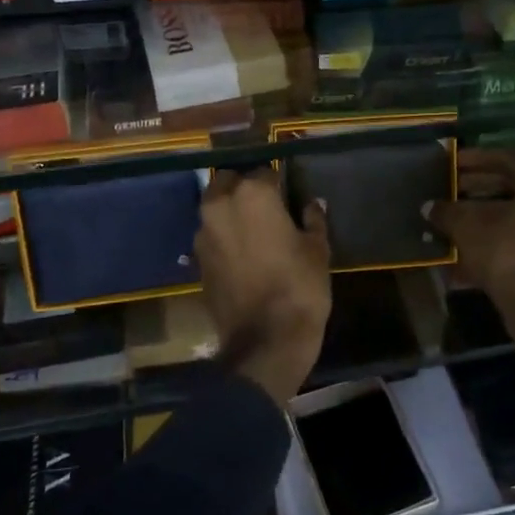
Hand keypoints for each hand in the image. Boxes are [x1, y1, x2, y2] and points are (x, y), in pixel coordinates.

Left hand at [195, 167, 331, 404]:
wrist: (265, 341)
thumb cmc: (299, 287)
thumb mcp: (317, 249)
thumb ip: (313, 220)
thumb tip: (312, 204)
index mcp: (252, 194)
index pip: (264, 173)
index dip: (277, 184)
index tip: (287, 197)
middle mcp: (220, 206)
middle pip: (228, 183)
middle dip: (244, 189)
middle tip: (266, 208)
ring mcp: (203, 234)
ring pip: (214, 209)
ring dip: (230, 213)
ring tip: (253, 231)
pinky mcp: (197, 261)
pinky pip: (211, 237)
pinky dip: (223, 238)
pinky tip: (242, 254)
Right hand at [426, 148, 514, 346]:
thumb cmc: (505, 254)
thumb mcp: (467, 227)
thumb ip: (446, 211)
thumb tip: (429, 207)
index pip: (505, 159)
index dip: (474, 159)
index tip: (451, 162)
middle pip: (511, 185)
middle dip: (477, 188)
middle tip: (450, 189)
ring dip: (484, 212)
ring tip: (454, 216)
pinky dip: (496, 233)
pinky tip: (468, 242)